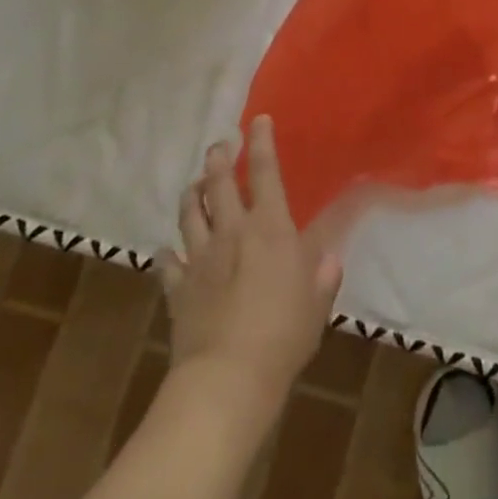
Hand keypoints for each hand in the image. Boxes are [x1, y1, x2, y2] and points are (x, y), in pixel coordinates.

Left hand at [155, 116, 342, 398]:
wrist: (226, 379)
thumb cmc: (284, 333)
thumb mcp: (317, 302)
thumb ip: (323, 276)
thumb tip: (328, 259)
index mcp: (271, 228)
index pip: (265, 173)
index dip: (261, 143)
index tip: (258, 120)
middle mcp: (233, 232)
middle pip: (218, 185)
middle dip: (218, 159)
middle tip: (219, 145)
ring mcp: (200, 259)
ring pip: (190, 214)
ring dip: (192, 194)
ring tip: (195, 184)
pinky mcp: (178, 288)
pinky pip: (169, 261)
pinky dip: (169, 251)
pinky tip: (170, 249)